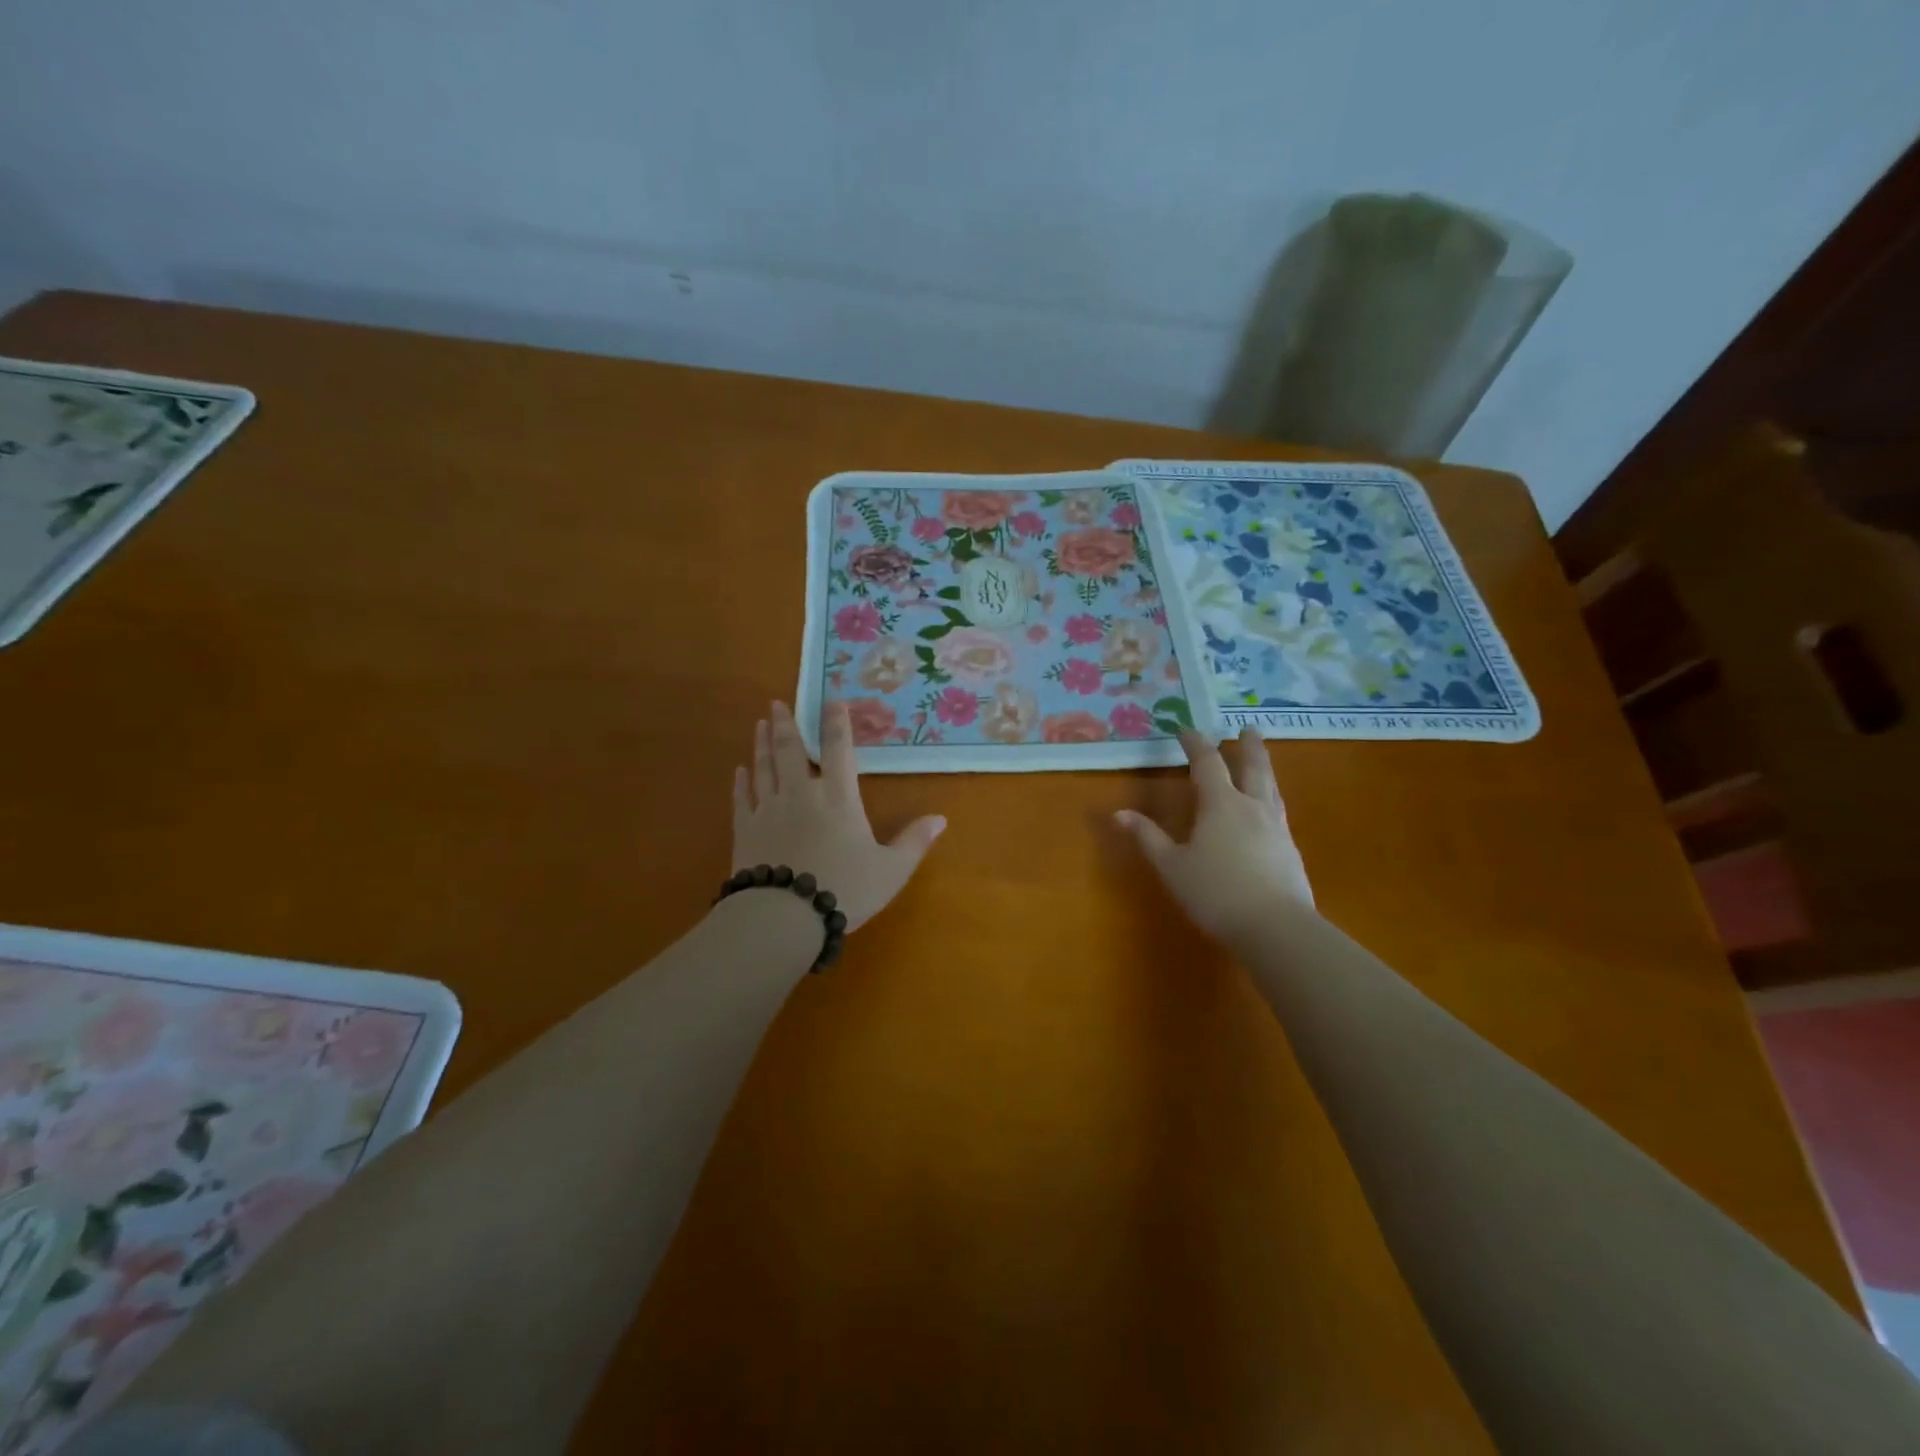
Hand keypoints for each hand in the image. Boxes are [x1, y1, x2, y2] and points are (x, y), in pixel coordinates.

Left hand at [732, 701, 945, 931]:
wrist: (784, 916)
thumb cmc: (844, 889)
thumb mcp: (891, 870)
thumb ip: (914, 842)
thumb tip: (941, 819)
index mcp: (838, 798)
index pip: (838, 750)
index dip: (837, 723)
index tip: (832, 701)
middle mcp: (802, 794)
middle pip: (791, 750)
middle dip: (786, 724)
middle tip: (777, 703)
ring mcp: (769, 809)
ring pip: (764, 767)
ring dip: (762, 744)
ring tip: (761, 724)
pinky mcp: (745, 830)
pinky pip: (741, 798)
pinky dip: (741, 782)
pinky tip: (739, 770)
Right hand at [1116, 727, 1313, 943]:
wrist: (1276, 928)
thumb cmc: (1215, 893)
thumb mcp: (1172, 866)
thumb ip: (1148, 837)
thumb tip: (1119, 813)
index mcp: (1220, 804)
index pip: (1207, 763)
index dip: (1195, 744)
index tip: (1186, 730)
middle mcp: (1252, 806)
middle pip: (1253, 767)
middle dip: (1248, 746)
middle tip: (1248, 728)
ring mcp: (1276, 827)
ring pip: (1271, 787)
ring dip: (1264, 768)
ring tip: (1261, 761)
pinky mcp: (1290, 849)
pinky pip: (1279, 810)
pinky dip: (1271, 797)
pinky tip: (1269, 810)